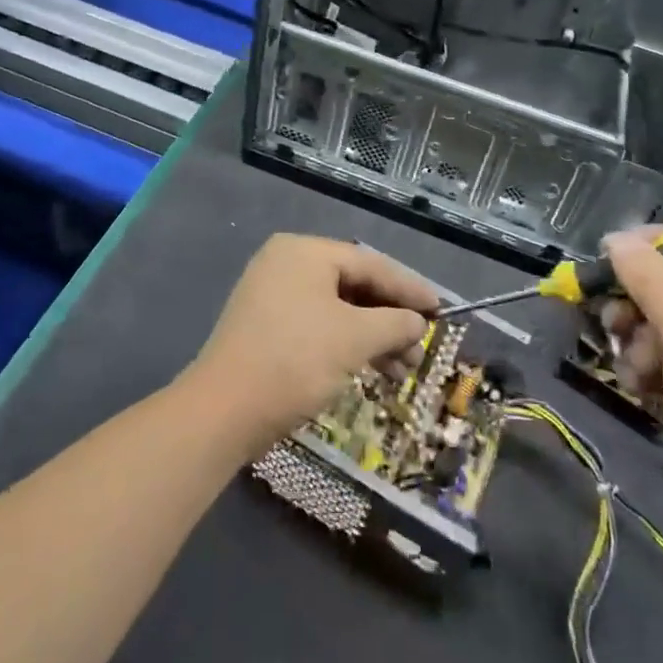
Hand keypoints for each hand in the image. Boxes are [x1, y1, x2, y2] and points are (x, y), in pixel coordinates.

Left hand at [188, 235, 437, 450]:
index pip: (370, 263)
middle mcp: (287, 263)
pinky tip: (369, 370)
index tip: (440, 310)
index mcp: (304, 251)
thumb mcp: (353, 339)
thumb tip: (416, 322)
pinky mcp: (266, 326)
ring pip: (337, 309)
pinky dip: (345, 344)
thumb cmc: (294, 361)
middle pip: (353, 285)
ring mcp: (272, 295)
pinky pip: (318, 325)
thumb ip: (393, 323)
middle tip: (420, 348)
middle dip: (390, 319)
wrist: (222, 411)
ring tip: (402, 371)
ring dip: (372, 337)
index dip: (409, 288)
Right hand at [602, 227, 662, 574]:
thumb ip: (651, 280)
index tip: (608, 258)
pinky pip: (661, 360)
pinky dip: (644, 370)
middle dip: (636, 303)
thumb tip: (617, 238)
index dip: (651, 247)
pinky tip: (640, 391)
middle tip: (615, 323)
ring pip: (658, 324)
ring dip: (635, 342)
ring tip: (636, 371)